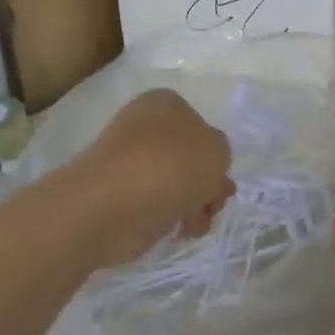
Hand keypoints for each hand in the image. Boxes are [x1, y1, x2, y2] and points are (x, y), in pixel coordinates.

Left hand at [76, 90, 233, 267]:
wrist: (113, 205)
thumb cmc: (170, 166)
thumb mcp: (217, 150)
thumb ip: (221, 153)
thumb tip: (204, 168)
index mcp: (165, 104)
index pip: (200, 124)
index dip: (215, 152)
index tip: (221, 174)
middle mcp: (144, 128)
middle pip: (189, 156)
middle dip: (208, 182)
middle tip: (215, 202)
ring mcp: (130, 163)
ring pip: (177, 182)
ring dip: (195, 202)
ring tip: (198, 221)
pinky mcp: (121, 196)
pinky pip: (159, 204)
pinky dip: (173, 216)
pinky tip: (181, 230)